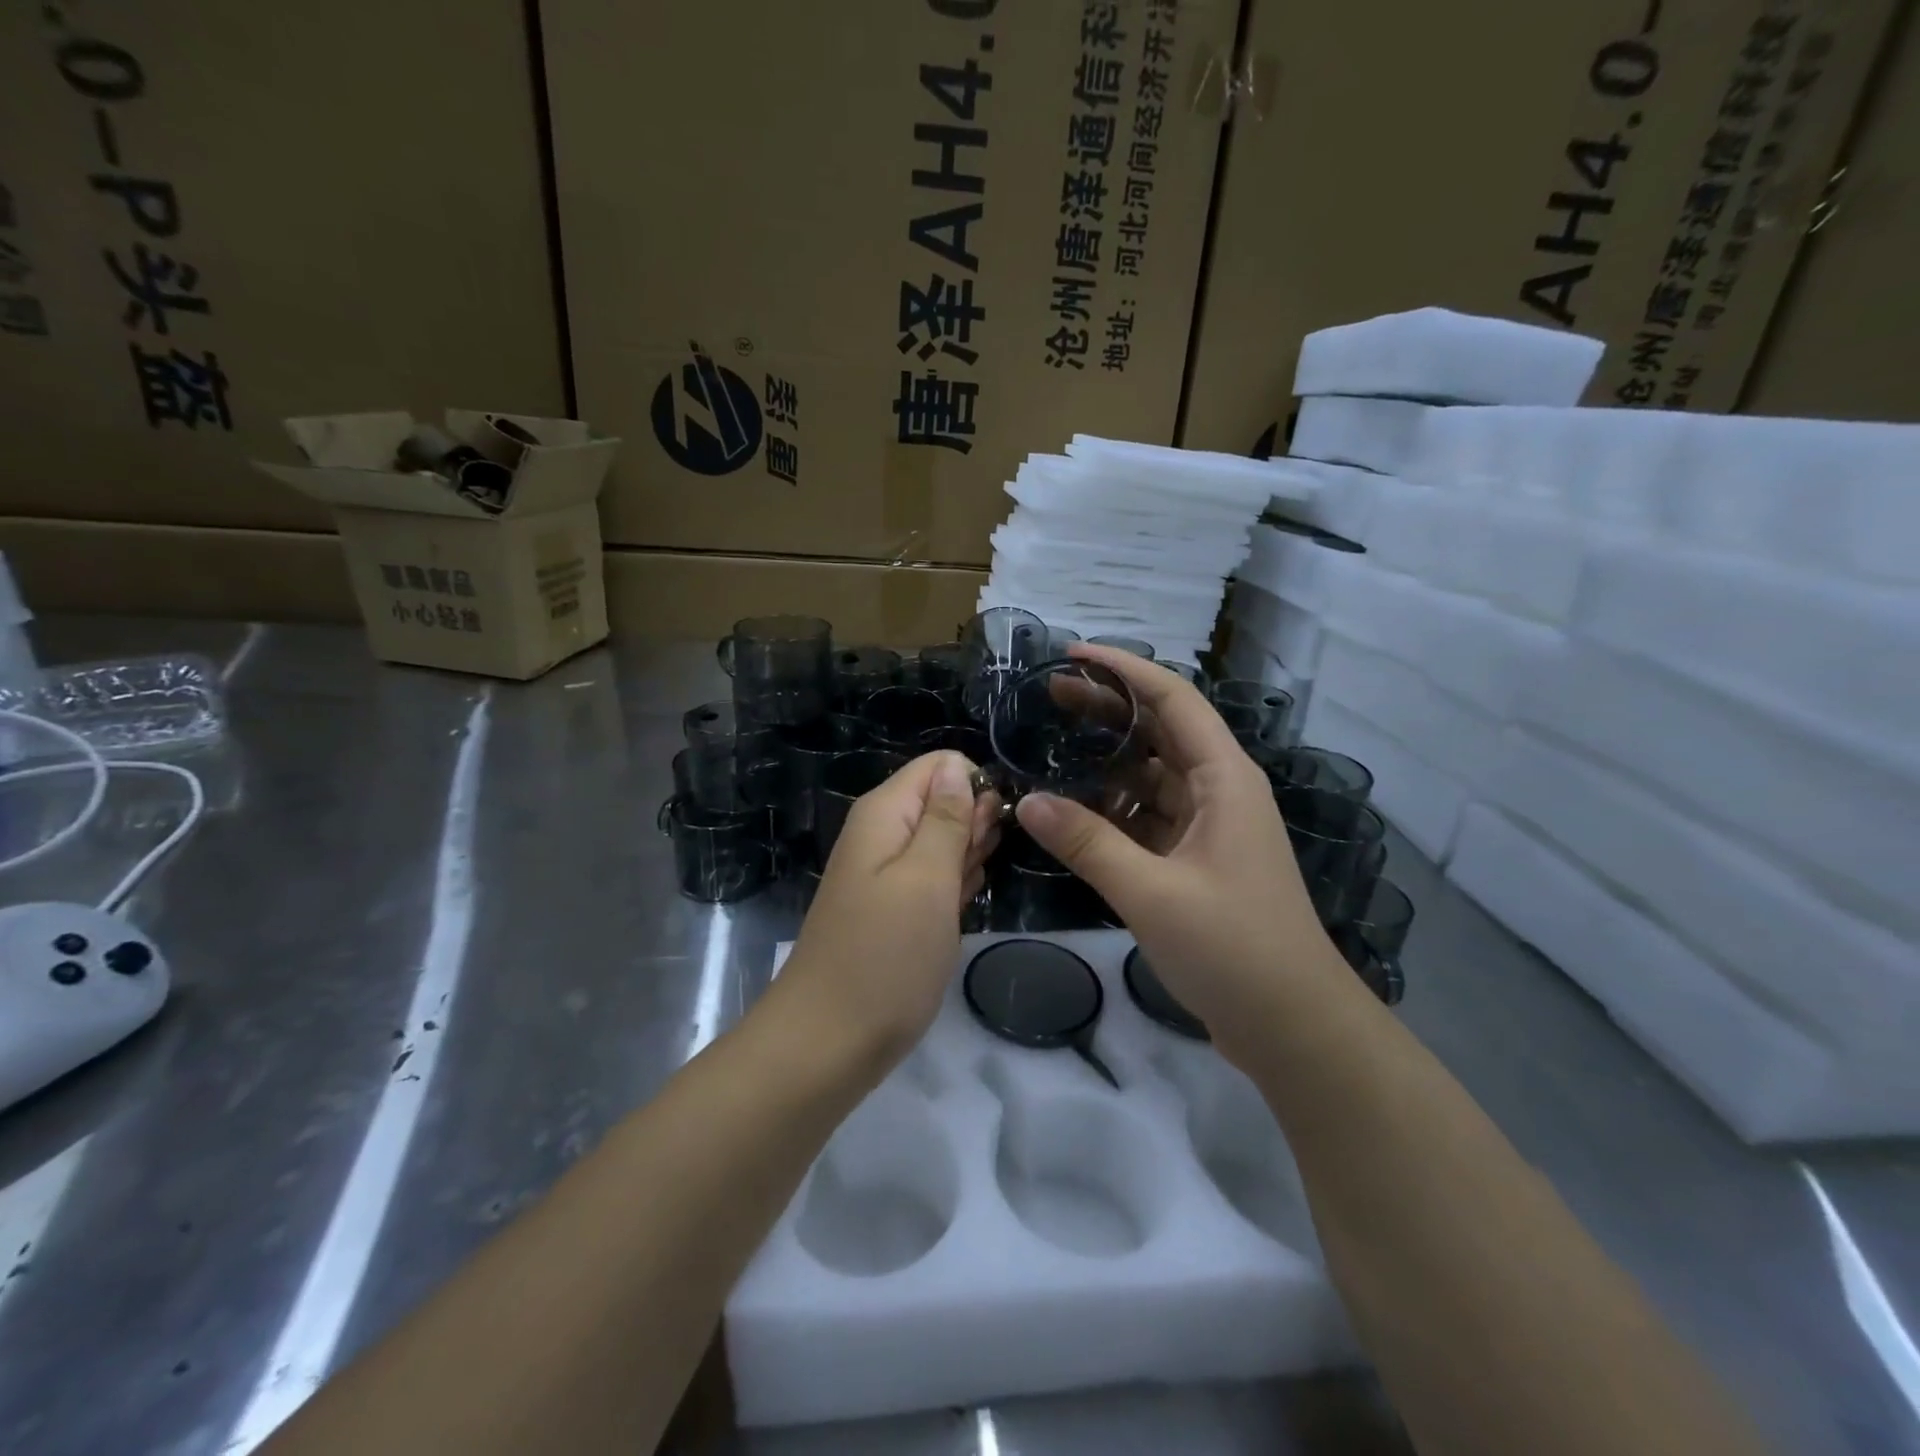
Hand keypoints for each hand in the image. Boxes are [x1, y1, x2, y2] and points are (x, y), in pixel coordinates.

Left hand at [780, 751, 999, 1062]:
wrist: (828, 1042)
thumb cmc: (885, 957)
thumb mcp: (927, 880)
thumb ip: (947, 820)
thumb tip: (958, 769)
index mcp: (884, 813)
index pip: (940, 766)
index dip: (975, 787)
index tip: (992, 828)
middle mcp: (882, 833)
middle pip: (942, 800)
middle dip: (974, 826)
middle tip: (976, 869)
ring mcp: (886, 873)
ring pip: (942, 842)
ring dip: (966, 861)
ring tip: (966, 894)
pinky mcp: (893, 908)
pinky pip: (933, 879)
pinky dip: (952, 890)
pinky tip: (960, 910)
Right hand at [1013, 645, 1356, 1062]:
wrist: (1293, 1026)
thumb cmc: (1234, 949)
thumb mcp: (1152, 893)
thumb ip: (1087, 843)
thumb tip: (1028, 801)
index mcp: (1224, 778)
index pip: (1173, 699)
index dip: (1124, 670)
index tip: (1073, 655)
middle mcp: (1220, 790)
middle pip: (1160, 731)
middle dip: (1108, 709)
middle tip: (1049, 695)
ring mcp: (1209, 827)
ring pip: (1152, 776)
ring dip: (1107, 761)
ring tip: (1051, 748)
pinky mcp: (1197, 861)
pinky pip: (1149, 817)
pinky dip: (1113, 809)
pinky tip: (1073, 811)